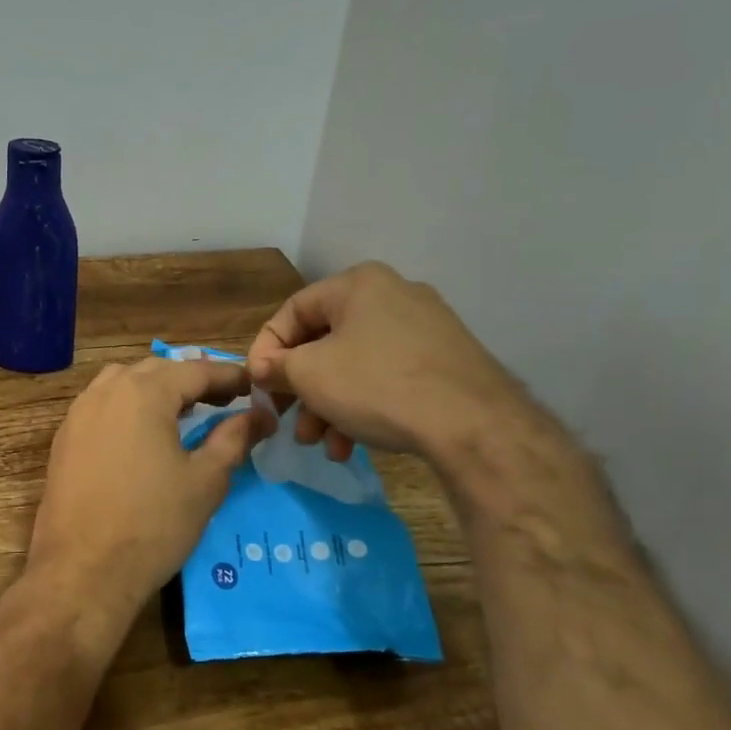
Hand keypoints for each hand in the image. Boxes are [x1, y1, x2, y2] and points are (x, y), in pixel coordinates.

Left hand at [26, 357, 271, 630]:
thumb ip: (233, 438)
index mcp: (143, 392)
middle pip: (157, 370)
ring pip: (123, 382)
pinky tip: (143, 434)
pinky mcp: (64, 439)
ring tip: (184, 413)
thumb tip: (261, 415)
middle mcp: (106, 391)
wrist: (82, 572)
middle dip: (193, 379)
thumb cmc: (153, 524)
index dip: (230, 376)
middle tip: (225, 400)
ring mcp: (78, 414)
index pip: (196, 369)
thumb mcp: (205, 481)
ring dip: (157, 389)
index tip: (255, 387)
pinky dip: (129, 406)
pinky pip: (102, 405)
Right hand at [245, 262, 529, 466]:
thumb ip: (276, 367)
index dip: (266, 350)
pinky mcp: (444, 362)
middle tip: (289, 422)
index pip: (292, 311)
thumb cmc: (377, 385)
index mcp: (358, 284)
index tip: (257, 386)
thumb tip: (264, 369)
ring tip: (321, 445)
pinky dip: (363, 407)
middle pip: (325, 342)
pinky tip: (352, 445)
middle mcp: (393, 295)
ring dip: (329, 406)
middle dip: (301, 389)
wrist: (472, 424)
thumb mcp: (309, 375)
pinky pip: (387, 377)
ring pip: (355, 365)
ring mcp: (424, 328)